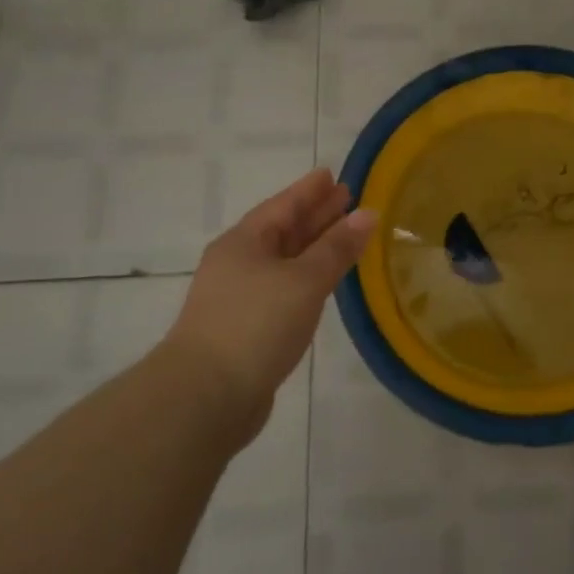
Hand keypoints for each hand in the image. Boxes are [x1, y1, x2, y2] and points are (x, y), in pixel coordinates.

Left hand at [167, 169, 376, 443]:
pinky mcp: (247, 328)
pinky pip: (284, 288)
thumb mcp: (304, 280)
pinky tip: (323, 281)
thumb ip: (337, 248)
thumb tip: (368, 214)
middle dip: (315, 215)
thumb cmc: (255, 325)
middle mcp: (239, 263)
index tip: (334, 174)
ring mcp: (240, 297)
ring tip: (344, 236)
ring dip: (314, 247)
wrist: (205, 398)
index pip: (284, 205)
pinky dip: (307, 278)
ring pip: (284, 261)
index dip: (310, 190)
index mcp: (245, 242)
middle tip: (347, 199)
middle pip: (283, 230)